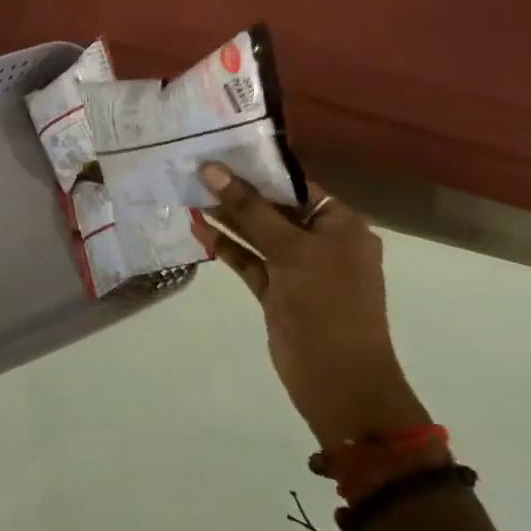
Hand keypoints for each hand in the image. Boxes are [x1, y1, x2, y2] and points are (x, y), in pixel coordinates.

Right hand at [194, 165, 427, 446]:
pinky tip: (199, 229)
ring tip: (189, 194)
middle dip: (238, 192)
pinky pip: (249, 260)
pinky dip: (226, 246)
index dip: (259, 168)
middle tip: (196, 169)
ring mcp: (297, 268)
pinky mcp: (277, 291)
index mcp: (341, 225)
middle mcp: (321, 242)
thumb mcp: (291, 250)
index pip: (297, 186)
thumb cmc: (326, 304)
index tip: (221, 151)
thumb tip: (212, 169)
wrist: (338, 379)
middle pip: (274, 208)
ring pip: (258, 235)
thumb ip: (249, 208)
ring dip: (227, 218)